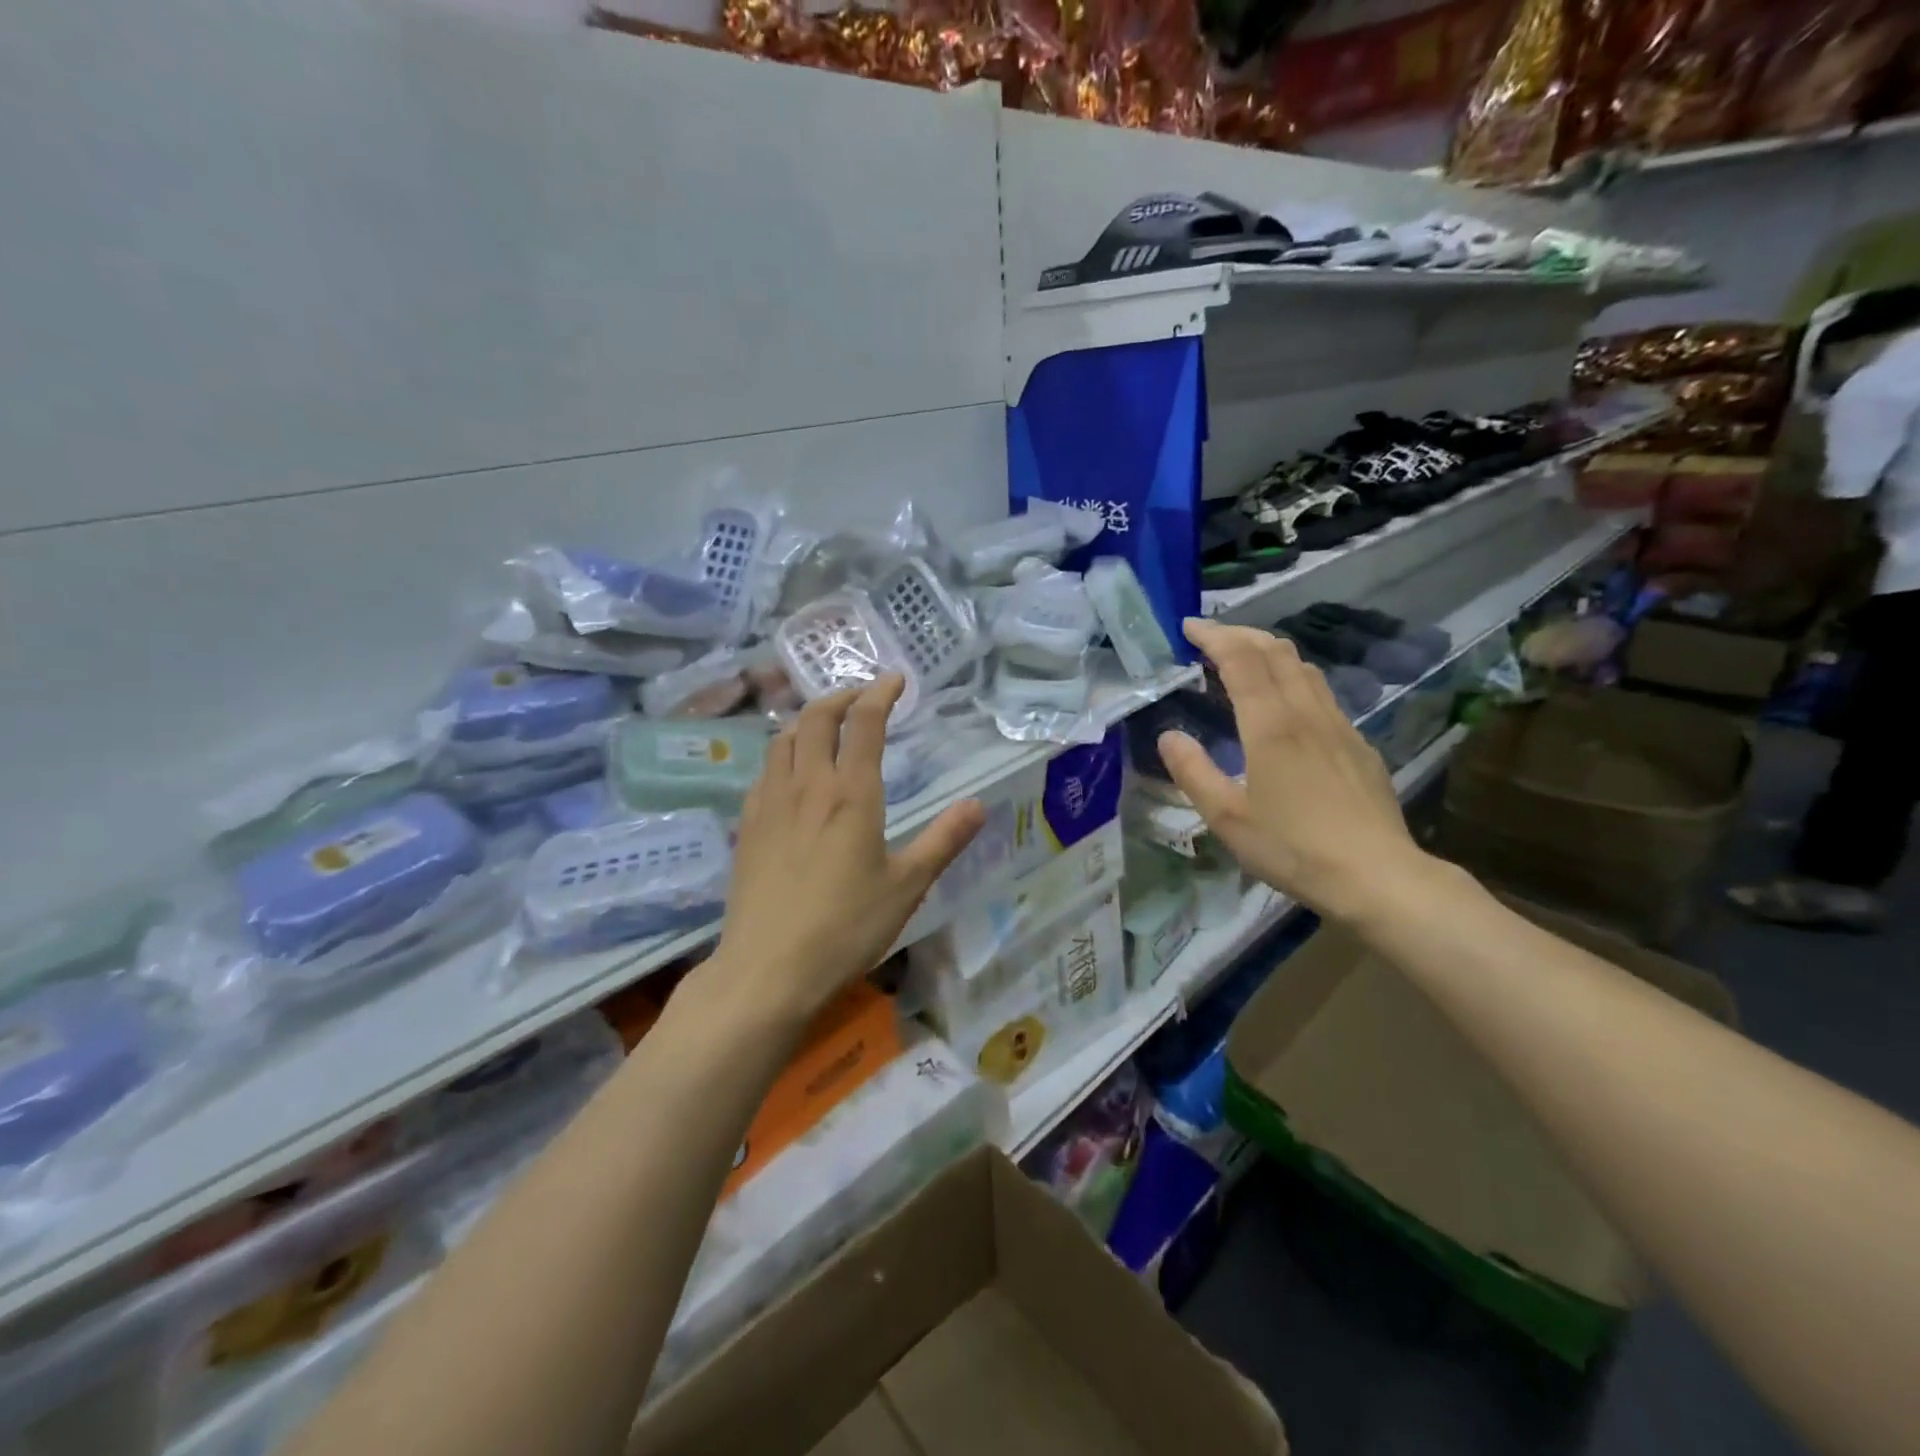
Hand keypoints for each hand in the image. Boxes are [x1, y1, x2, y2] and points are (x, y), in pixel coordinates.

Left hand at [708, 677, 984, 1025]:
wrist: (767, 969)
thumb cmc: (846, 927)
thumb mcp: (907, 886)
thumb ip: (943, 840)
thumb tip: (977, 804)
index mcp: (851, 794)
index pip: (864, 723)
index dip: (880, 694)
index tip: (895, 680)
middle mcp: (807, 785)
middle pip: (816, 718)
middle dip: (840, 696)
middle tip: (861, 698)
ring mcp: (770, 803)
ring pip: (783, 739)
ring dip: (807, 720)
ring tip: (825, 725)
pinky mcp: (747, 825)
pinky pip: (764, 769)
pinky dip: (784, 752)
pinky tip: (791, 773)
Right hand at [1159, 619, 1430, 925]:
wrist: (1376, 875)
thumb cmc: (1293, 847)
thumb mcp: (1227, 818)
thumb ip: (1193, 772)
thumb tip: (1168, 736)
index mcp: (1271, 725)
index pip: (1240, 660)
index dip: (1213, 636)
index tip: (1188, 626)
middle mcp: (1307, 713)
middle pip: (1275, 651)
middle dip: (1240, 634)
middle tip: (1210, 636)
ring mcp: (1339, 725)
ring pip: (1304, 668)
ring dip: (1269, 651)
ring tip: (1243, 658)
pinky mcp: (1358, 744)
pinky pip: (1321, 693)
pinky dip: (1293, 677)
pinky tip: (1286, 703)